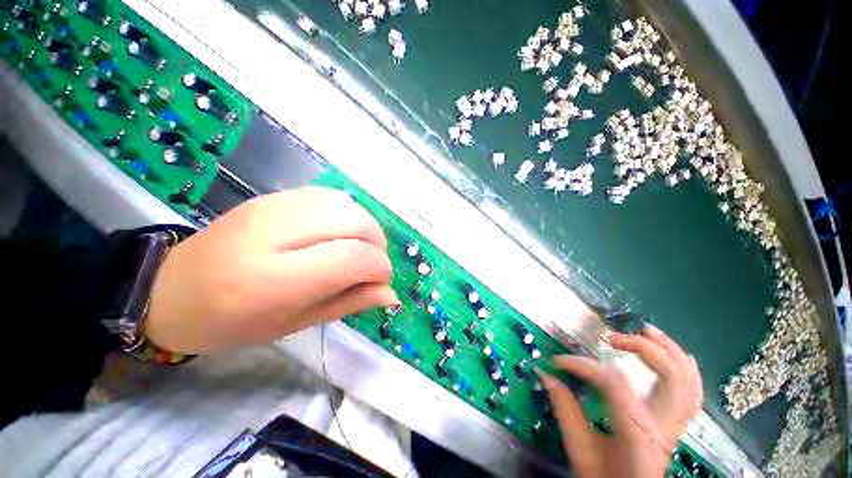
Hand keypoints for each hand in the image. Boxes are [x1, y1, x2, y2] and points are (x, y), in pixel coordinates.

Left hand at [144, 187, 398, 353]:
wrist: (169, 289)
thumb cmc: (231, 322)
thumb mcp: (295, 324)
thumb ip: (349, 303)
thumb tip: (391, 294)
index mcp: (274, 280)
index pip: (353, 258)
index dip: (379, 267)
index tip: (381, 280)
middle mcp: (275, 232)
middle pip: (356, 222)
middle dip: (377, 244)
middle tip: (371, 265)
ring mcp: (273, 205)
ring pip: (347, 204)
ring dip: (365, 227)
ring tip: (358, 249)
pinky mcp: (273, 195)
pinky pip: (330, 196)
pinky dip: (347, 214)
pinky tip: (339, 233)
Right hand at [540, 325, 702, 477]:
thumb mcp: (579, 449)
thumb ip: (564, 409)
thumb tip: (545, 374)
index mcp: (638, 433)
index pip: (614, 383)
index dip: (583, 366)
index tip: (558, 361)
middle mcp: (664, 425)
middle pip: (671, 375)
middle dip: (642, 348)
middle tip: (612, 338)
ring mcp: (675, 425)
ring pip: (688, 380)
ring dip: (670, 350)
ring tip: (648, 330)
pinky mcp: (676, 425)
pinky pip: (692, 392)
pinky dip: (686, 368)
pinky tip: (677, 354)